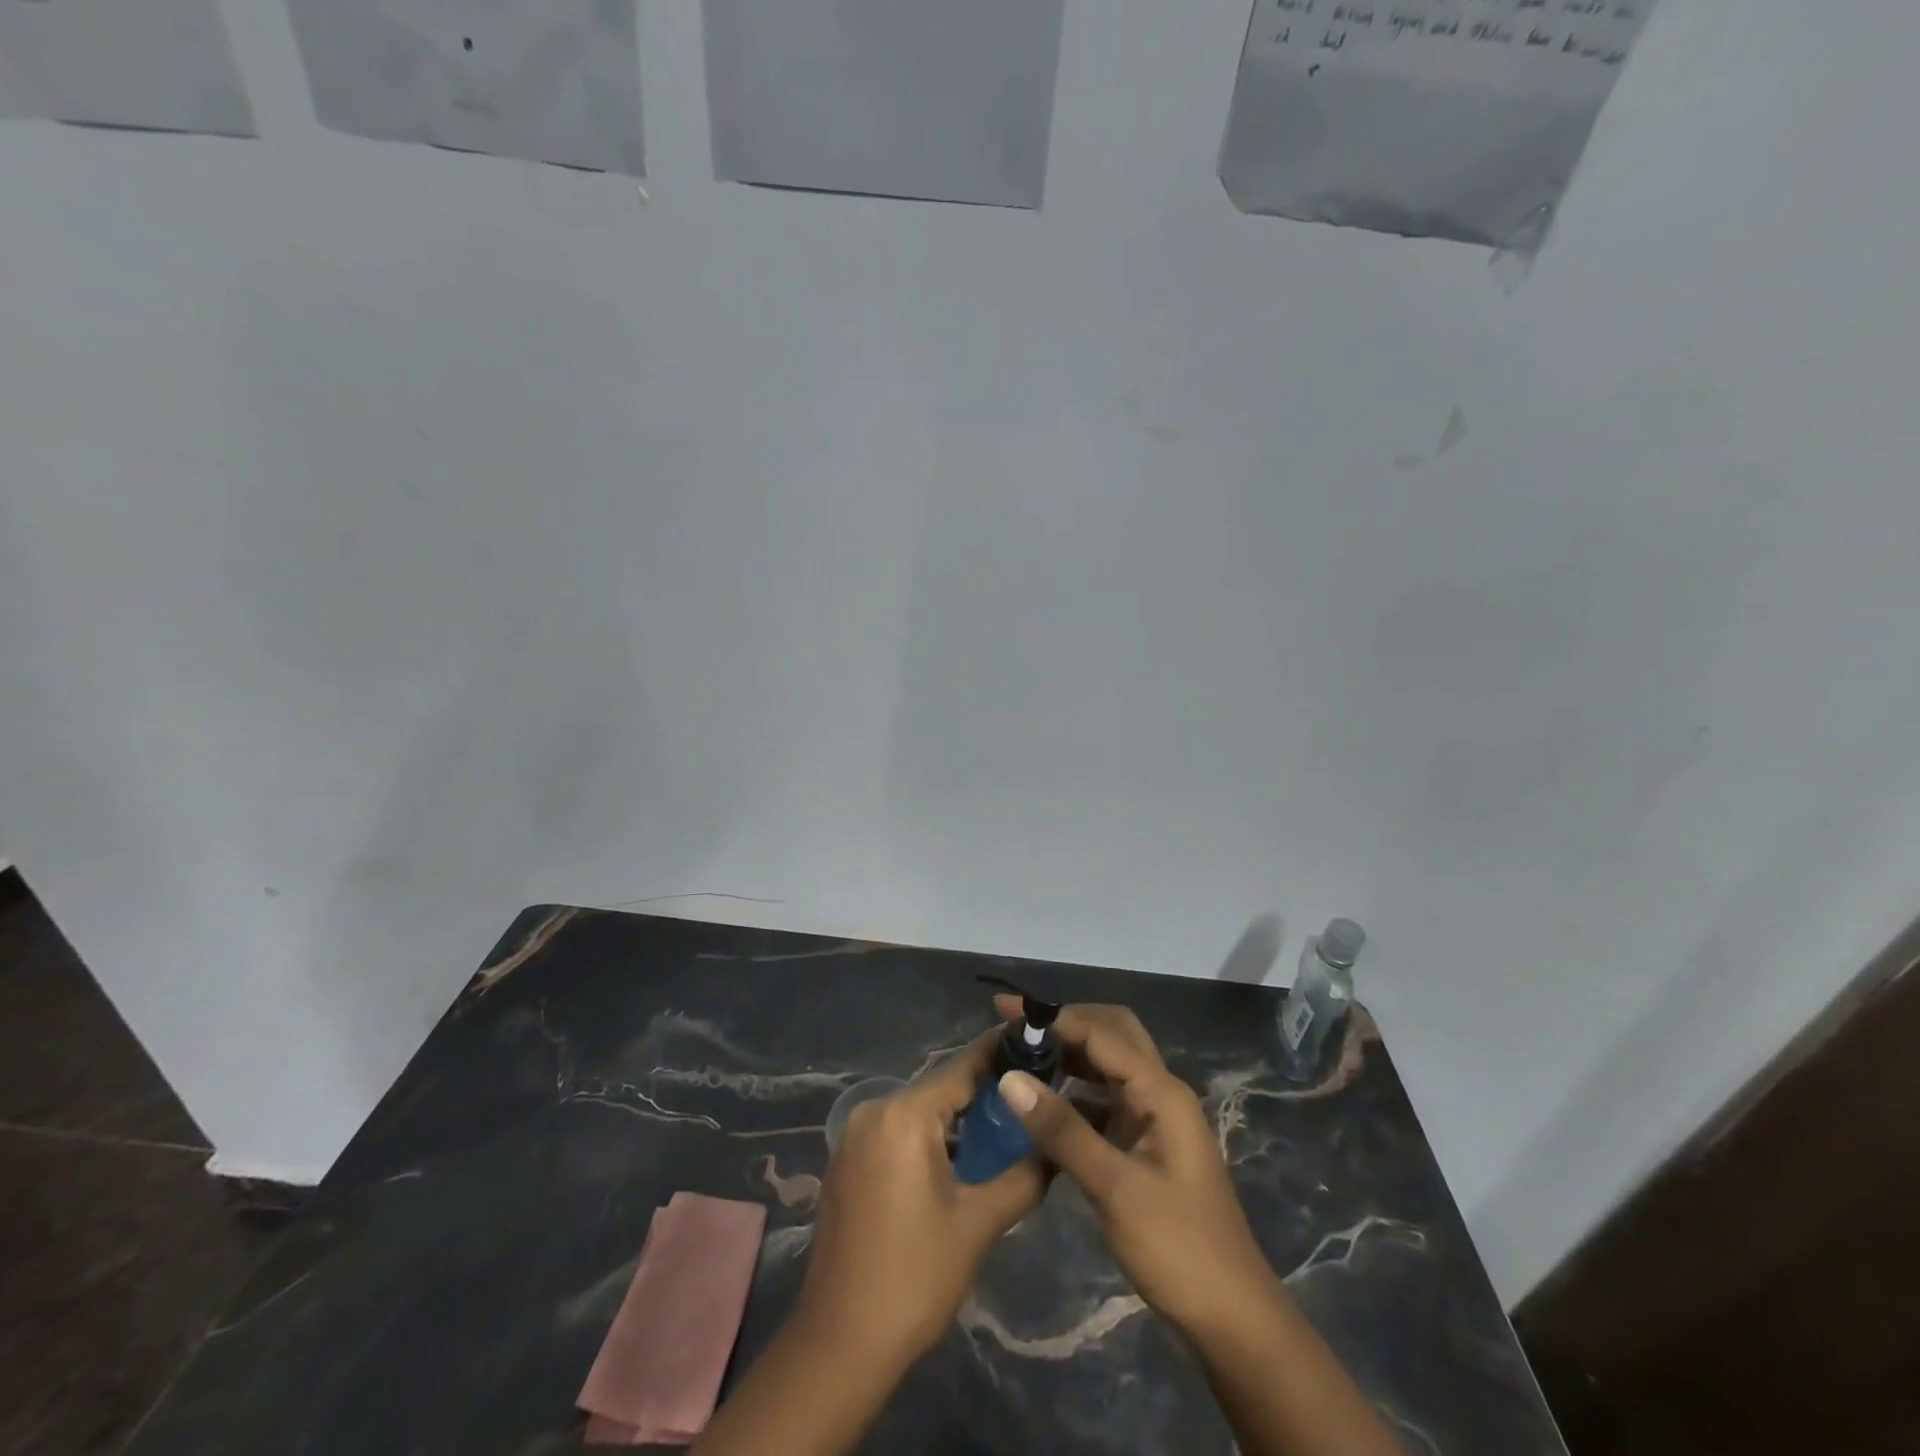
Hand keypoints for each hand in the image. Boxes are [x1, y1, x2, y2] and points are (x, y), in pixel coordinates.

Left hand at [797, 1027, 1045, 1364]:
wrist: (840, 1343)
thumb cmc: (914, 1277)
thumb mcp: (977, 1225)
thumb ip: (1022, 1178)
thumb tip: (1057, 1151)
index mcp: (903, 1115)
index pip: (961, 1068)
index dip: (999, 1053)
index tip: (1033, 1040)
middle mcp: (873, 1111)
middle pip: (938, 1088)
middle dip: (981, 1091)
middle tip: (1027, 1096)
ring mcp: (853, 1136)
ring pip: (917, 1111)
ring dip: (954, 1118)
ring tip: (1000, 1127)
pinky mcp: (845, 1161)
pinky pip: (895, 1131)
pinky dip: (927, 1136)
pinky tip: (956, 1158)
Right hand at [992, 997, 1277, 1340]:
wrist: (1233, 1319)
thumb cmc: (1178, 1248)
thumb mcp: (1115, 1188)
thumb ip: (1062, 1129)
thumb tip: (1010, 1077)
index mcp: (1161, 1091)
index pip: (1100, 1032)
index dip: (1052, 1016)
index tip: (1004, 1009)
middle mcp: (1161, 1092)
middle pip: (1113, 1034)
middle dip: (1067, 1023)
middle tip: (1019, 1029)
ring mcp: (1156, 1119)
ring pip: (1110, 1066)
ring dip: (1071, 1055)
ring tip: (1023, 1059)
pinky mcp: (1146, 1144)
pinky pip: (1106, 1101)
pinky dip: (1076, 1094)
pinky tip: (1045, 1109)